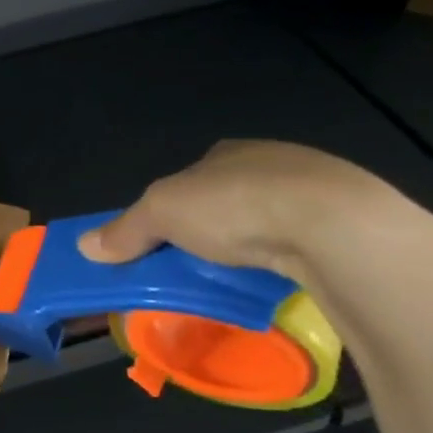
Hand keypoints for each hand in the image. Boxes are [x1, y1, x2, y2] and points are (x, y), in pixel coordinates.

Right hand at [76, 140, 400, 281]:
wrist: (333, 224)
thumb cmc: (235, 205)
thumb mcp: (161, 214)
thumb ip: (125, 230)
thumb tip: (85, 245)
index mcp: (224, 153)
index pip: (188, 181)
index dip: (170, 210)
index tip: (162, 243)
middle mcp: (269, 161)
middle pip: (226, 200)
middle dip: (210, 231)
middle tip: (195, 267)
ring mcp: (314, 188)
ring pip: (268, 220)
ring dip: (251, 246)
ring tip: (237, 279)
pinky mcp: (347, 220)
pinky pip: (303, 240)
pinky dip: (286, 258)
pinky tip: (280, 277)